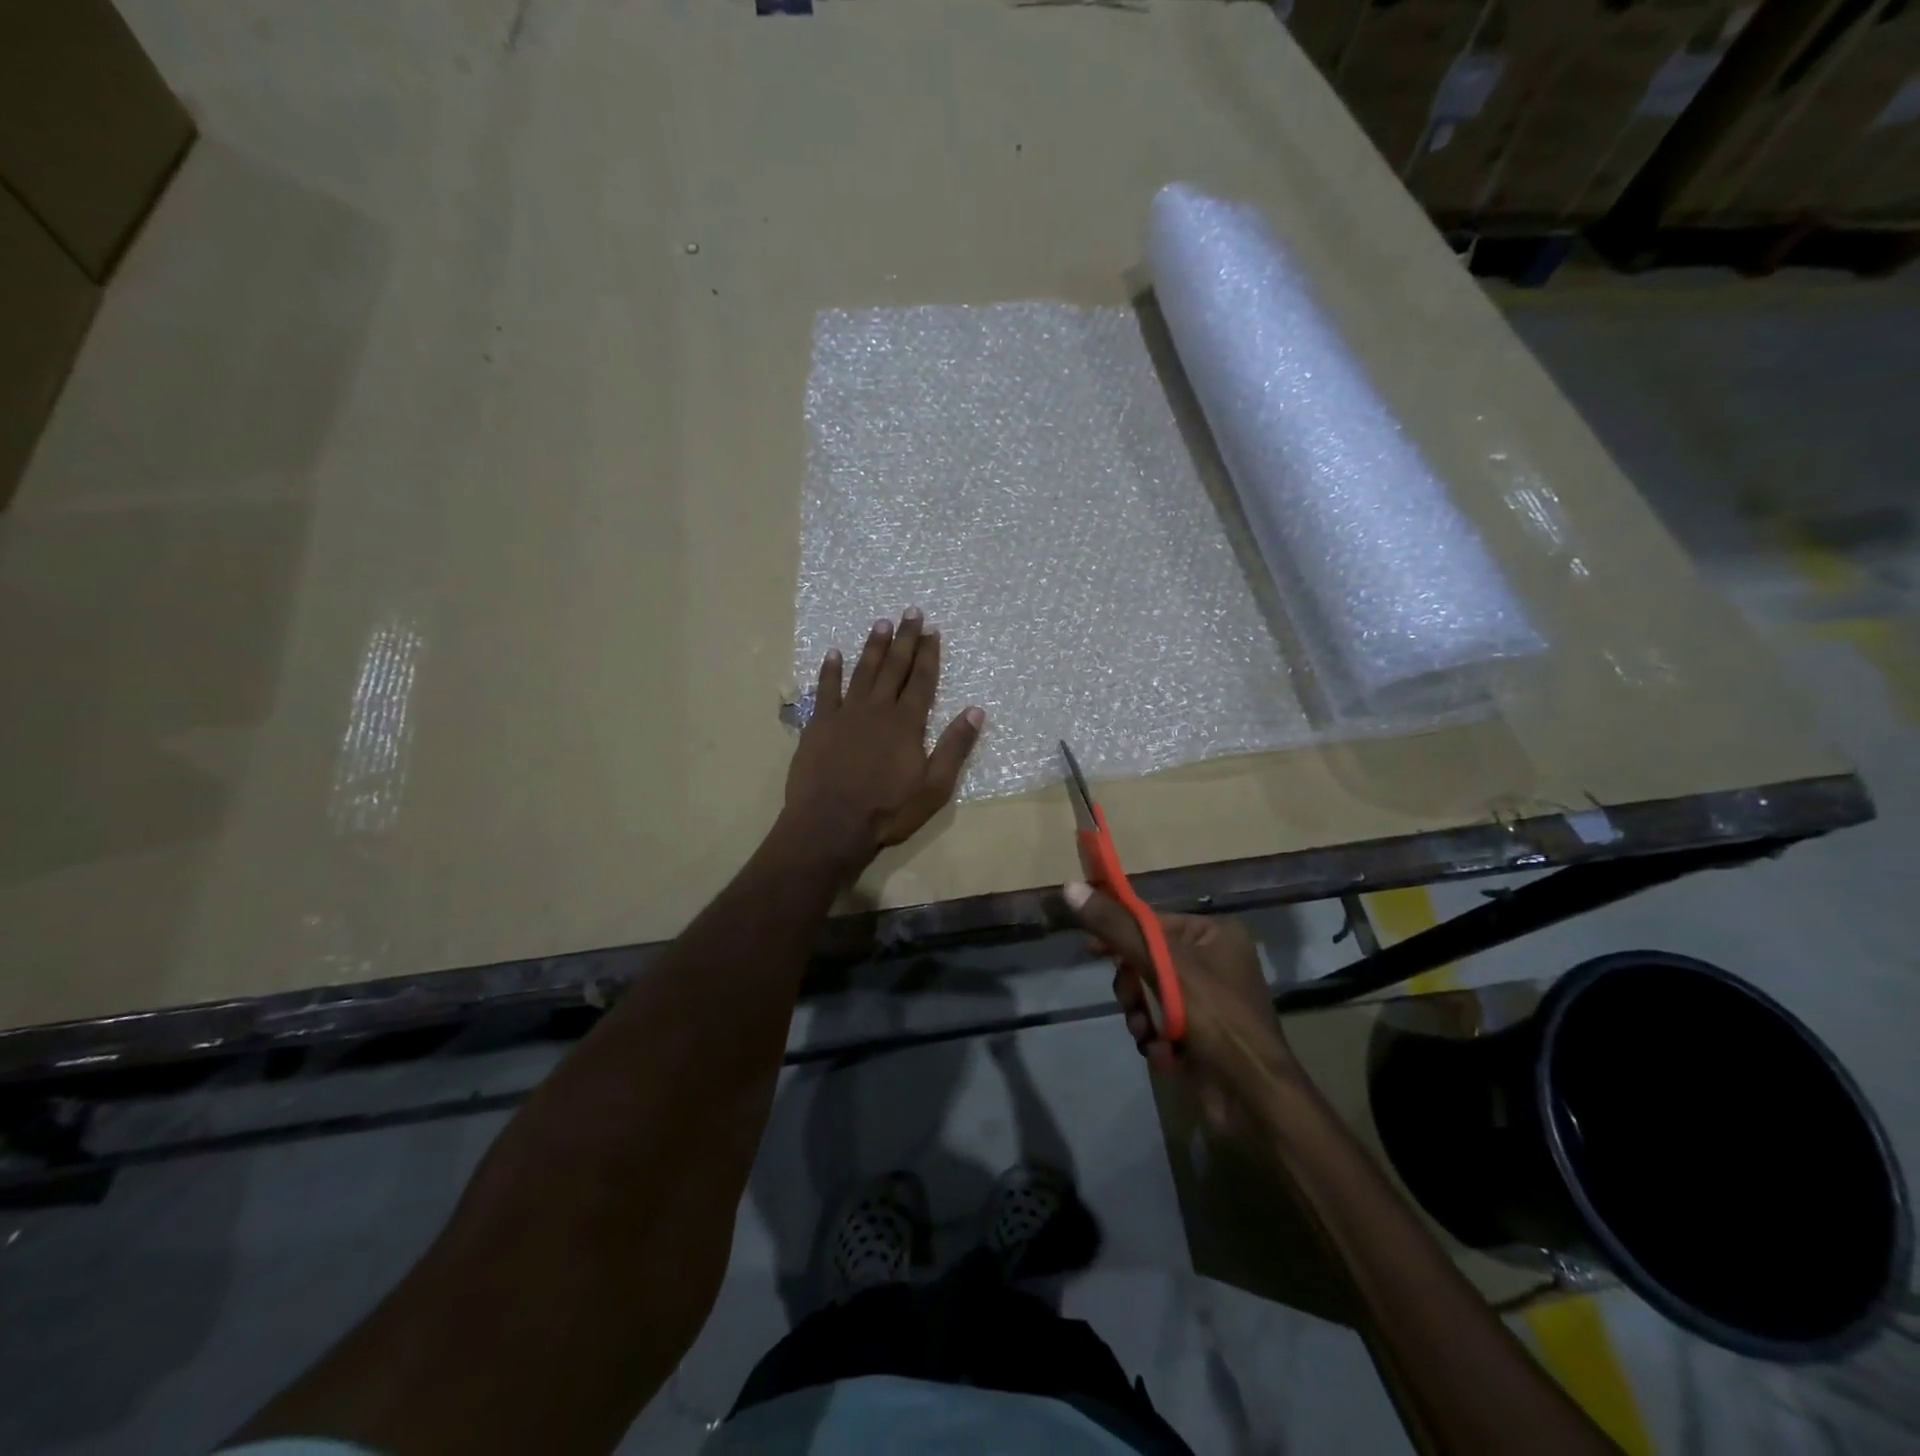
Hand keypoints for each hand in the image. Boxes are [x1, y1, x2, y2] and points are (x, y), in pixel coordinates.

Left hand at [783, 609, 984, 875]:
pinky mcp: (819, 724)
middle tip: (910, 612)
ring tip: (880, 623)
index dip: (929, 654)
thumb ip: (955, 747)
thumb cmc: (887, 810)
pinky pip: (825, 690)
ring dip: (872, 646)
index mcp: (907, 723)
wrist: (830, 824)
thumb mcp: (934, 787)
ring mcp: (845, 714)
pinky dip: (830, 670)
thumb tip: (976, 711)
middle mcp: (877, 709)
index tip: (932, 629)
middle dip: (904, 639)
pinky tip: (834, 654)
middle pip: (894, 667)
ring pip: (862, 672)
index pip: (922, 680)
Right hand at [1063, 881, 1294, 1127]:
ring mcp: (1208, 1001)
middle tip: (1130, 1000)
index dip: (1118, 932)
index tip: (1090, 948)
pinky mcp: (1201, 1035)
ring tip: (1148, 1033)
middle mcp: (1215, 961)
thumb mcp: (1161, 964)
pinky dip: (1155, 1037)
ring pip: (1149, 994)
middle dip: (1133, 985)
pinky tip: (1164, 1054)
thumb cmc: (1215, 1017)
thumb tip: (1070, 888)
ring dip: (1140, 1015)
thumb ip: (1115, 927)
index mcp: (1215, 933)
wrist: (1252, 1098)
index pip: (1153, 921)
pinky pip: (1161, 1023)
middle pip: (1147, 959)